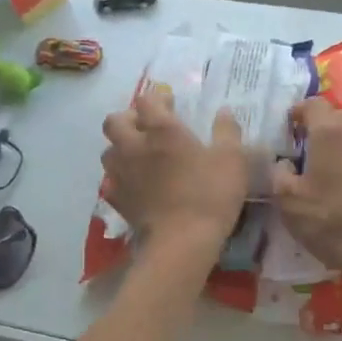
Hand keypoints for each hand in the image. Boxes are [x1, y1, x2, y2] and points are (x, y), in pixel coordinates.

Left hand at [101, 90, 248, 247]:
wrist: (182, 242)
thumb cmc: (210, 194)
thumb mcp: (232, 159)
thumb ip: (227, 131)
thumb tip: (224, 111)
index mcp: (162, 130)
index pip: (147, 100)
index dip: (157, 98)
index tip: (171, 104)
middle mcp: (134, 146)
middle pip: (115, 121)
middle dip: (128, 119)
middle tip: (148, 128)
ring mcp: (121, 174)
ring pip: (108, 151)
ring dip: (121, 148)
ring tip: (139, 156)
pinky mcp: (117, 200)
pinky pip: (111, 182)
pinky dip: (120, 179)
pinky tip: (135, 186)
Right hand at [273, 98, 341, 277]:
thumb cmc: (331, 221)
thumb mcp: (288, 201)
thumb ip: (278, 174)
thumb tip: (283, 163)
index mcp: (330, 131)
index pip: (312, 103)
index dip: (297, 112)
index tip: (286, 130)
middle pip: (334, 115)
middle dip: (317, 126)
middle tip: (300, 149)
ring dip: (335, 142)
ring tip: (320, 166)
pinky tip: (341, 182)